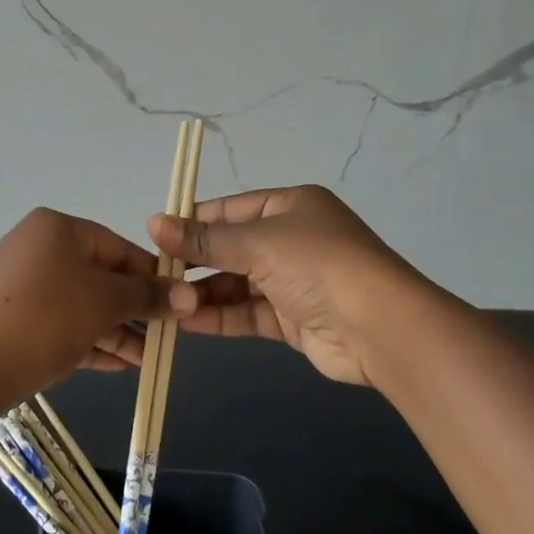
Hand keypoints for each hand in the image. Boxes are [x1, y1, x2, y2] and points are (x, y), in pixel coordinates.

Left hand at [0, 208, 196, 395]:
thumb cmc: (48, 318)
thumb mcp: (106, 303)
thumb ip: (147, 296)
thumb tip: (189, 295)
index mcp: (57, 228)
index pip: (119, 247)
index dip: (152, 277)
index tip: (179, 304)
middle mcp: (37, 247)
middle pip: (100, 276)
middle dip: (134, 309)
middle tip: (165, 336)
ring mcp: (21, 283)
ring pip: (81, 303)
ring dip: (115, 330)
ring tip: (146, 359)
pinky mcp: (12, 316)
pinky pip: (60, 322)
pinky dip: (88, 339)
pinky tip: (118, 365)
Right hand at [149, 185, 414, 386]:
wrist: (380, 327)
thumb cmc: (317, 265)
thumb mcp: (257, 243)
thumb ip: (204, 239)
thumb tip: (153, 222)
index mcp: (289, 206)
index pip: (229, 209)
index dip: (193, 221)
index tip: (155, 236)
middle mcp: (292, 239)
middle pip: (232, 247)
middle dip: (195, 261)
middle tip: (155, 274)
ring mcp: (294, 280)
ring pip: (237, 283)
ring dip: (203, 292)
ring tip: (165, 302)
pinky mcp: (293, 318)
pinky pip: (248, 312)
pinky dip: (220, 316)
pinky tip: (187, 321)